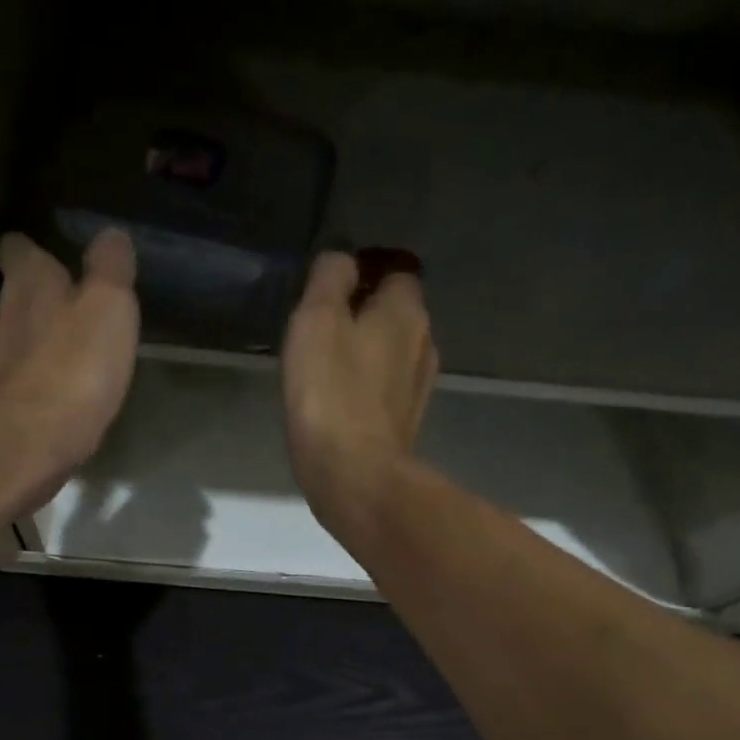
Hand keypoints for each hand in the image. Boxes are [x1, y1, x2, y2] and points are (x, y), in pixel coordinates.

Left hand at [0, 229, 139, 502]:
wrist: (29, 443)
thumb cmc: (75, 369)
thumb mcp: (110, 308)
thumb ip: (111, 268)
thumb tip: (111, 236)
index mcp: (28, 281)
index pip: (19, 248)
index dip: (33, 250)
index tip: (51, 257)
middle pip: (12, 295)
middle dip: (35, 299)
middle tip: (65, 312)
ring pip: (7, 339)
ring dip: (28, 343)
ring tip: (57, 356)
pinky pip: (9, 382)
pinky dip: (24, 383)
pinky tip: (44, 396)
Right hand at [280, 252, 436, 526]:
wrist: (355, 478)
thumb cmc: (332, 394)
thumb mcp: (316, 321)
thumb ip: (329, 280)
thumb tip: (342, 261)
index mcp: (405, 311)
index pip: (396, 272)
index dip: (365, 275)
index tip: (331, 292)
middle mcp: (423, 344)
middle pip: (396, 316)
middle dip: (366, 317)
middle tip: (323, 332)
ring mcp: (418, 390)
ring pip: (392, 357)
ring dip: (366, 357)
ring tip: (327, 371)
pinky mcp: (405, 428)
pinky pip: (385, 394)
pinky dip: (367, 392)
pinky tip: (339, 406)